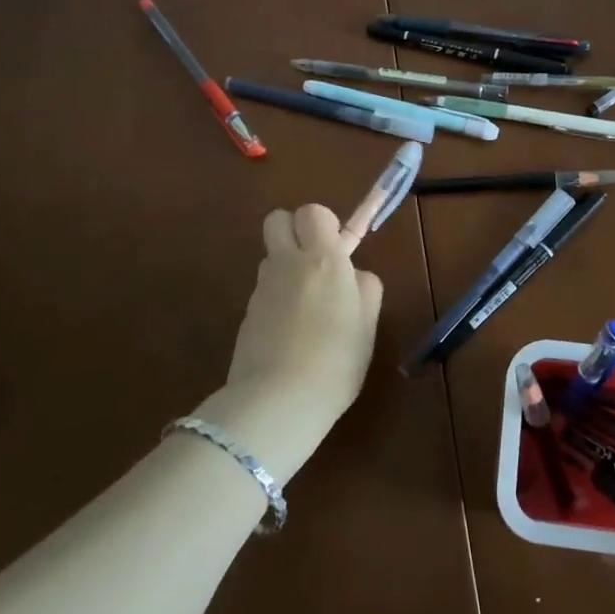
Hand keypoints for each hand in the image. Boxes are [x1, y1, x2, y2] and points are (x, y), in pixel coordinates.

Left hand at [222, 203, 383, 429]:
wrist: (278, 401)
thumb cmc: (336, 361)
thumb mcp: (367, 325)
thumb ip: (365, 289)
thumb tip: (354, 276)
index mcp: (323, 259)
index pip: (313, 211)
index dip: (325, 224)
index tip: (338, 250)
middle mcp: (287, 263)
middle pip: (278, 219)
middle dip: (295, 230)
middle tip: (316, 263)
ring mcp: (261, 288)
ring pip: (271, 256)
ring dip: (286, 267)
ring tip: (307, 307)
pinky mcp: (246, 313)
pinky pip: (264, 289)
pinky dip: (276, 299)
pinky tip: (290, 333)